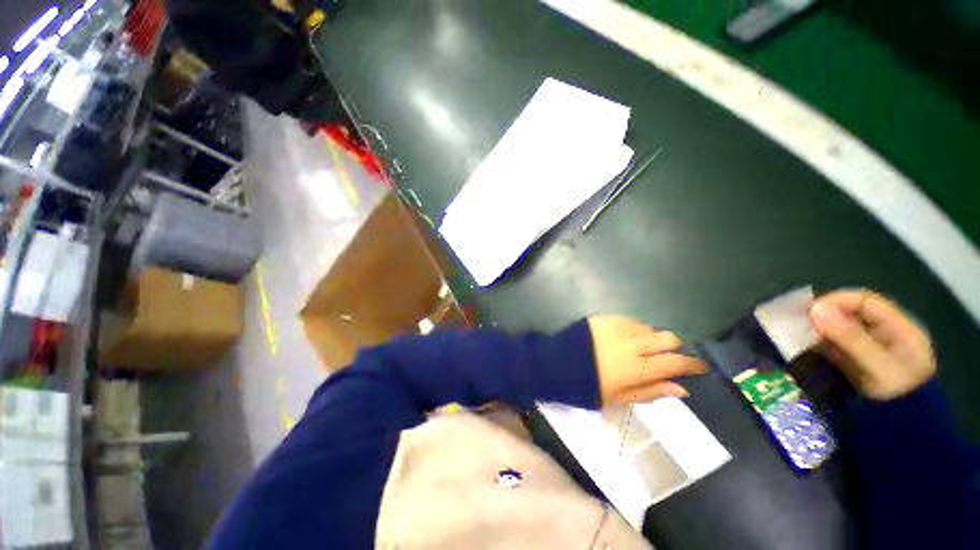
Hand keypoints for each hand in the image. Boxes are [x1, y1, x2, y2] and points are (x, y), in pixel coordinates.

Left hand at [587, 316, 707, 404]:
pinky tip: (627, 336)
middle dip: (675, 346)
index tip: (701, 366)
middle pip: (667, 338)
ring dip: (652, 337)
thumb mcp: (619, 399)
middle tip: (671, 355)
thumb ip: (651, 392)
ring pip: (649, 327)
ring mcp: (617, 327)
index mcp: (636, 367)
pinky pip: (629, 320)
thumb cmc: (587, 386)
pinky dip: (635, 328)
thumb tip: (682, 389)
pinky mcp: (604, 318)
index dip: (692, 364)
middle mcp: (631, 343)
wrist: (556, 363)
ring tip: (644, 347)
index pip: (674, 363)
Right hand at [809, 289, 935, 400]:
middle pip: (853, 313)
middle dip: (826, 315)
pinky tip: (808, 346)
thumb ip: (851, 338)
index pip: (866, 301)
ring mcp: (872, 349)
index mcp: (900, 328)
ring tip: (801, 335)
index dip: (838, 301)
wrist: (903, 433)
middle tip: (801, 322)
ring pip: (842, 329)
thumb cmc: (897, 396)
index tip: (811, 310)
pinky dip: (821, 343)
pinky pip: (837, 344)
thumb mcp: (878, 368)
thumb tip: (815, 310)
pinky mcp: (858, 361)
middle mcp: (886, 333)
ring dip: (821, 329)